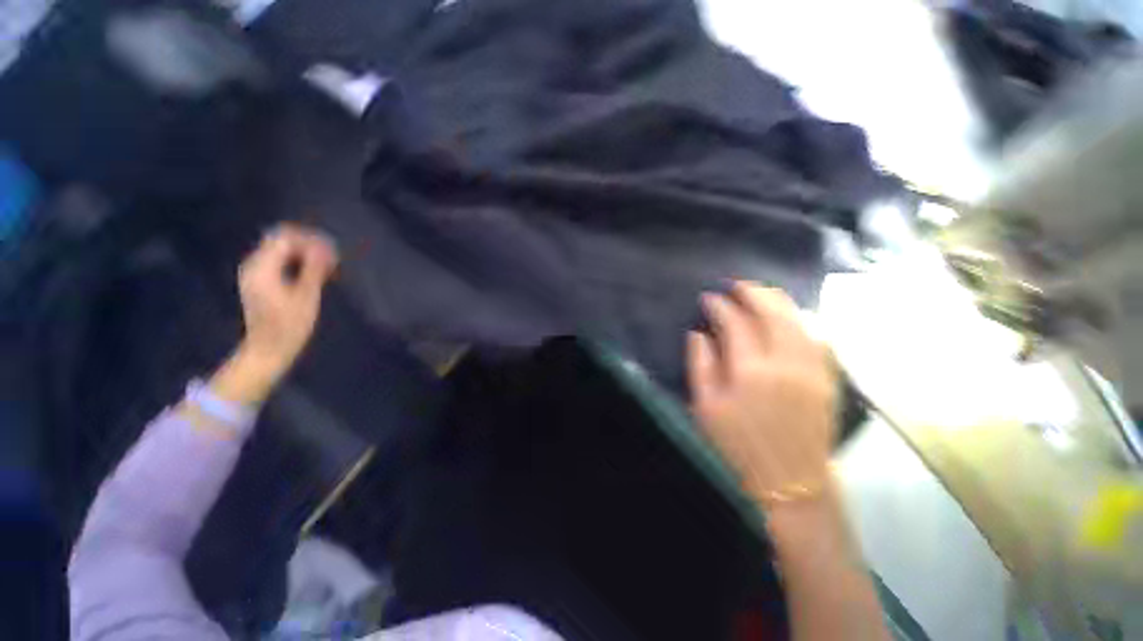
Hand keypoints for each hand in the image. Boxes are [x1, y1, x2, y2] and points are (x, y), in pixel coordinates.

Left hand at [213, 224, 337, 404]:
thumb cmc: (289, 325)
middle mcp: (254, 265)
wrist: (268, 349)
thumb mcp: (306, 296)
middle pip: (281, 241)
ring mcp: (255, 274)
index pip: (284, 237)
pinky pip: (280, 262)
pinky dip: (298, 263)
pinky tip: (315, 274)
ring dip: (305, 254)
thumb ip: (314, 269)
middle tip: (333, 259)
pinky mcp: (260, 282)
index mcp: (262, 267)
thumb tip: (325, 248)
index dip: (310, 239)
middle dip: (308, 245)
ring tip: (328, 267)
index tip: (332, 251)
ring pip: (282, 251)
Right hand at [687, 282, 836, 508]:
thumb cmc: (738, 447)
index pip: (735, 323)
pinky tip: (789, 316)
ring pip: (798, 319)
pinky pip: (817, 337)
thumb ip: (700, 365)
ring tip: (760, 293)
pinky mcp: (827, 378)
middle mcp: (786, 363)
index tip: (708, 298)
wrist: (791, 484)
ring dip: (777, 301)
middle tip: (736, 285)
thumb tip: (699, 333)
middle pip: (772, 312)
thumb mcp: (705, 408)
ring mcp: (812, 369)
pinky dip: (801, 319)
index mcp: (750, 371)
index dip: (720, 306)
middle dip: (752, 292)